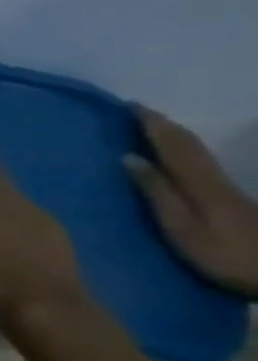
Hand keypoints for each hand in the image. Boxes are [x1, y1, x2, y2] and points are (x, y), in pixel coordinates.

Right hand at [128, 108, 257, 296]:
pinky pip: (202, 163)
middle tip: (137, 110)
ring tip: (152, 125)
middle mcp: (213, 179)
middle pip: (189, 145)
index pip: (172, 145)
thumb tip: (128, 157)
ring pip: (198, 152)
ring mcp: (226, 189)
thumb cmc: (225, 255)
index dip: (153, 124)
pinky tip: (179, 153)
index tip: (130, 105)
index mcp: (198, 183)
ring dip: (175, 135)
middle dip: (164, 125)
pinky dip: (185, 149)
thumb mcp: (182, 228)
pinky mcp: (232, 199)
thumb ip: (157, 192)